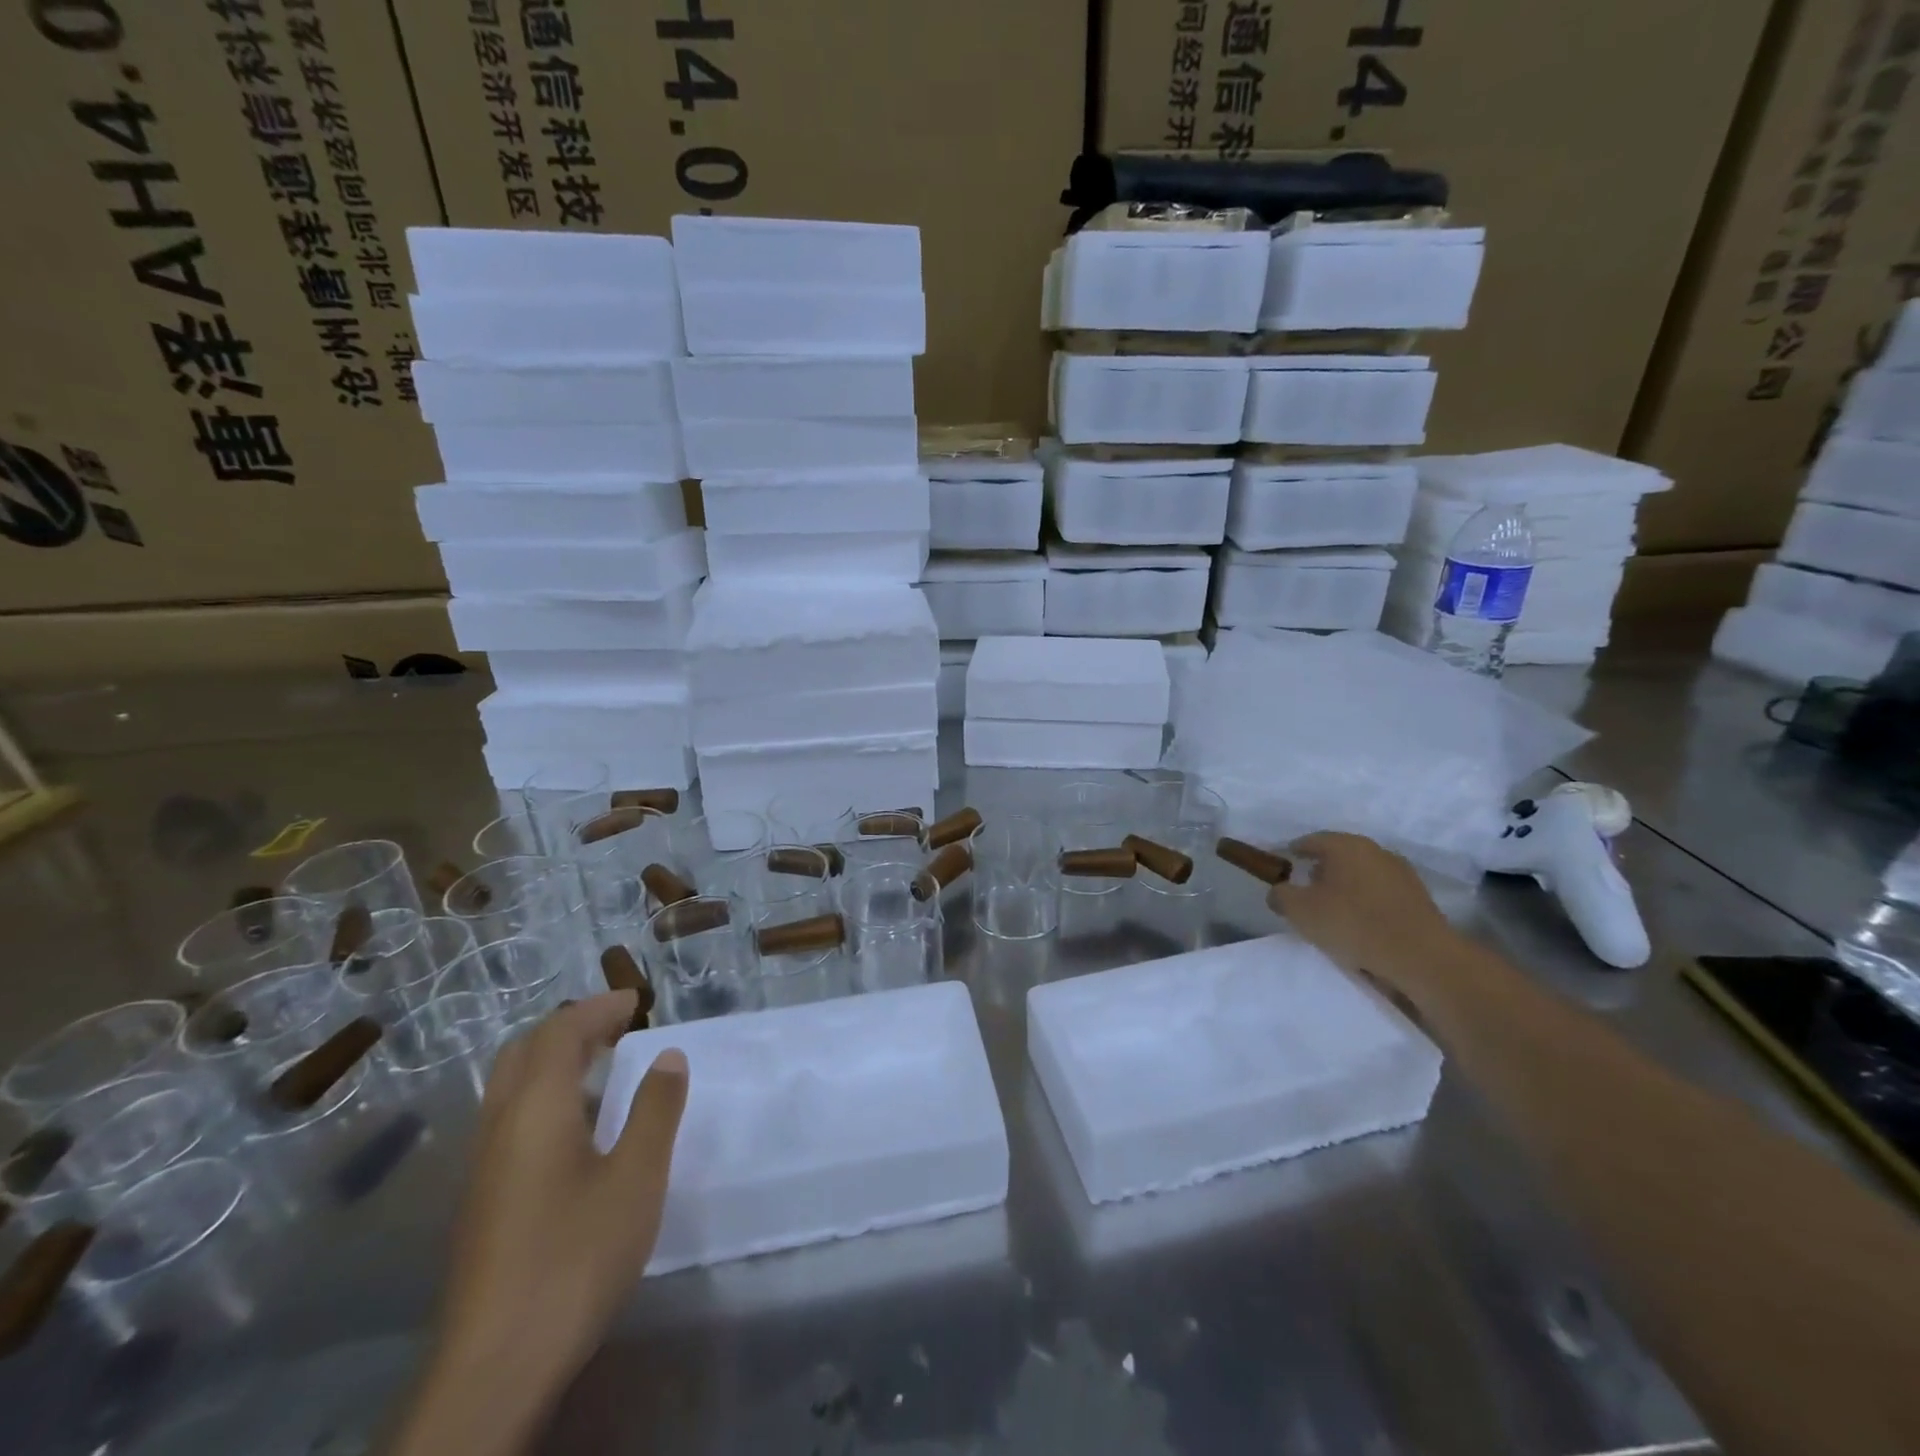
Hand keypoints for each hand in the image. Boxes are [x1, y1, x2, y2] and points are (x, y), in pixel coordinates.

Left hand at [396, 992, 687, 1455]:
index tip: (638, 1001)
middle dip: (571, 1027)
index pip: (560, 1031)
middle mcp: (499, 1125)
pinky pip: (510, 1118)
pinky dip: (544, 1095)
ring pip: (511, 1086)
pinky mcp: (481, 1201)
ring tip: (604, 1067)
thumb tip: (668, 1056)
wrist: (494, 1368)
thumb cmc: (575, 1257)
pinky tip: (577, 1129)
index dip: (599, 1007)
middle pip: (525, 1051)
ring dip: (555, 1061)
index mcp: (535, 1108)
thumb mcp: (637, 1178)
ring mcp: (483, 1166)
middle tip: (619, 1027)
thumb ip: (656, 1110)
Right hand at [1267, 832, 1457, 995]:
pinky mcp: (1419, 897)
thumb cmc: (1353, 924)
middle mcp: (1375, 850)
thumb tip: (1279, 891)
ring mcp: (1401, 873)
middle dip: (1322, 869)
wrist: (1421, 957)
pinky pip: (1381, 893)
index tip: (1285, 865)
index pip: (1311, 841)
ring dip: (1347, 886)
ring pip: (1362, 873)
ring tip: (1334, 910)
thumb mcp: (1300, 912)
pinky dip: (1367, 901)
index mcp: (1345, 845)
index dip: (1295, 852)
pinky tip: (1362, 922)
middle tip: (1306, 889)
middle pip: (1339, 855)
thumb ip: (1281, 896)